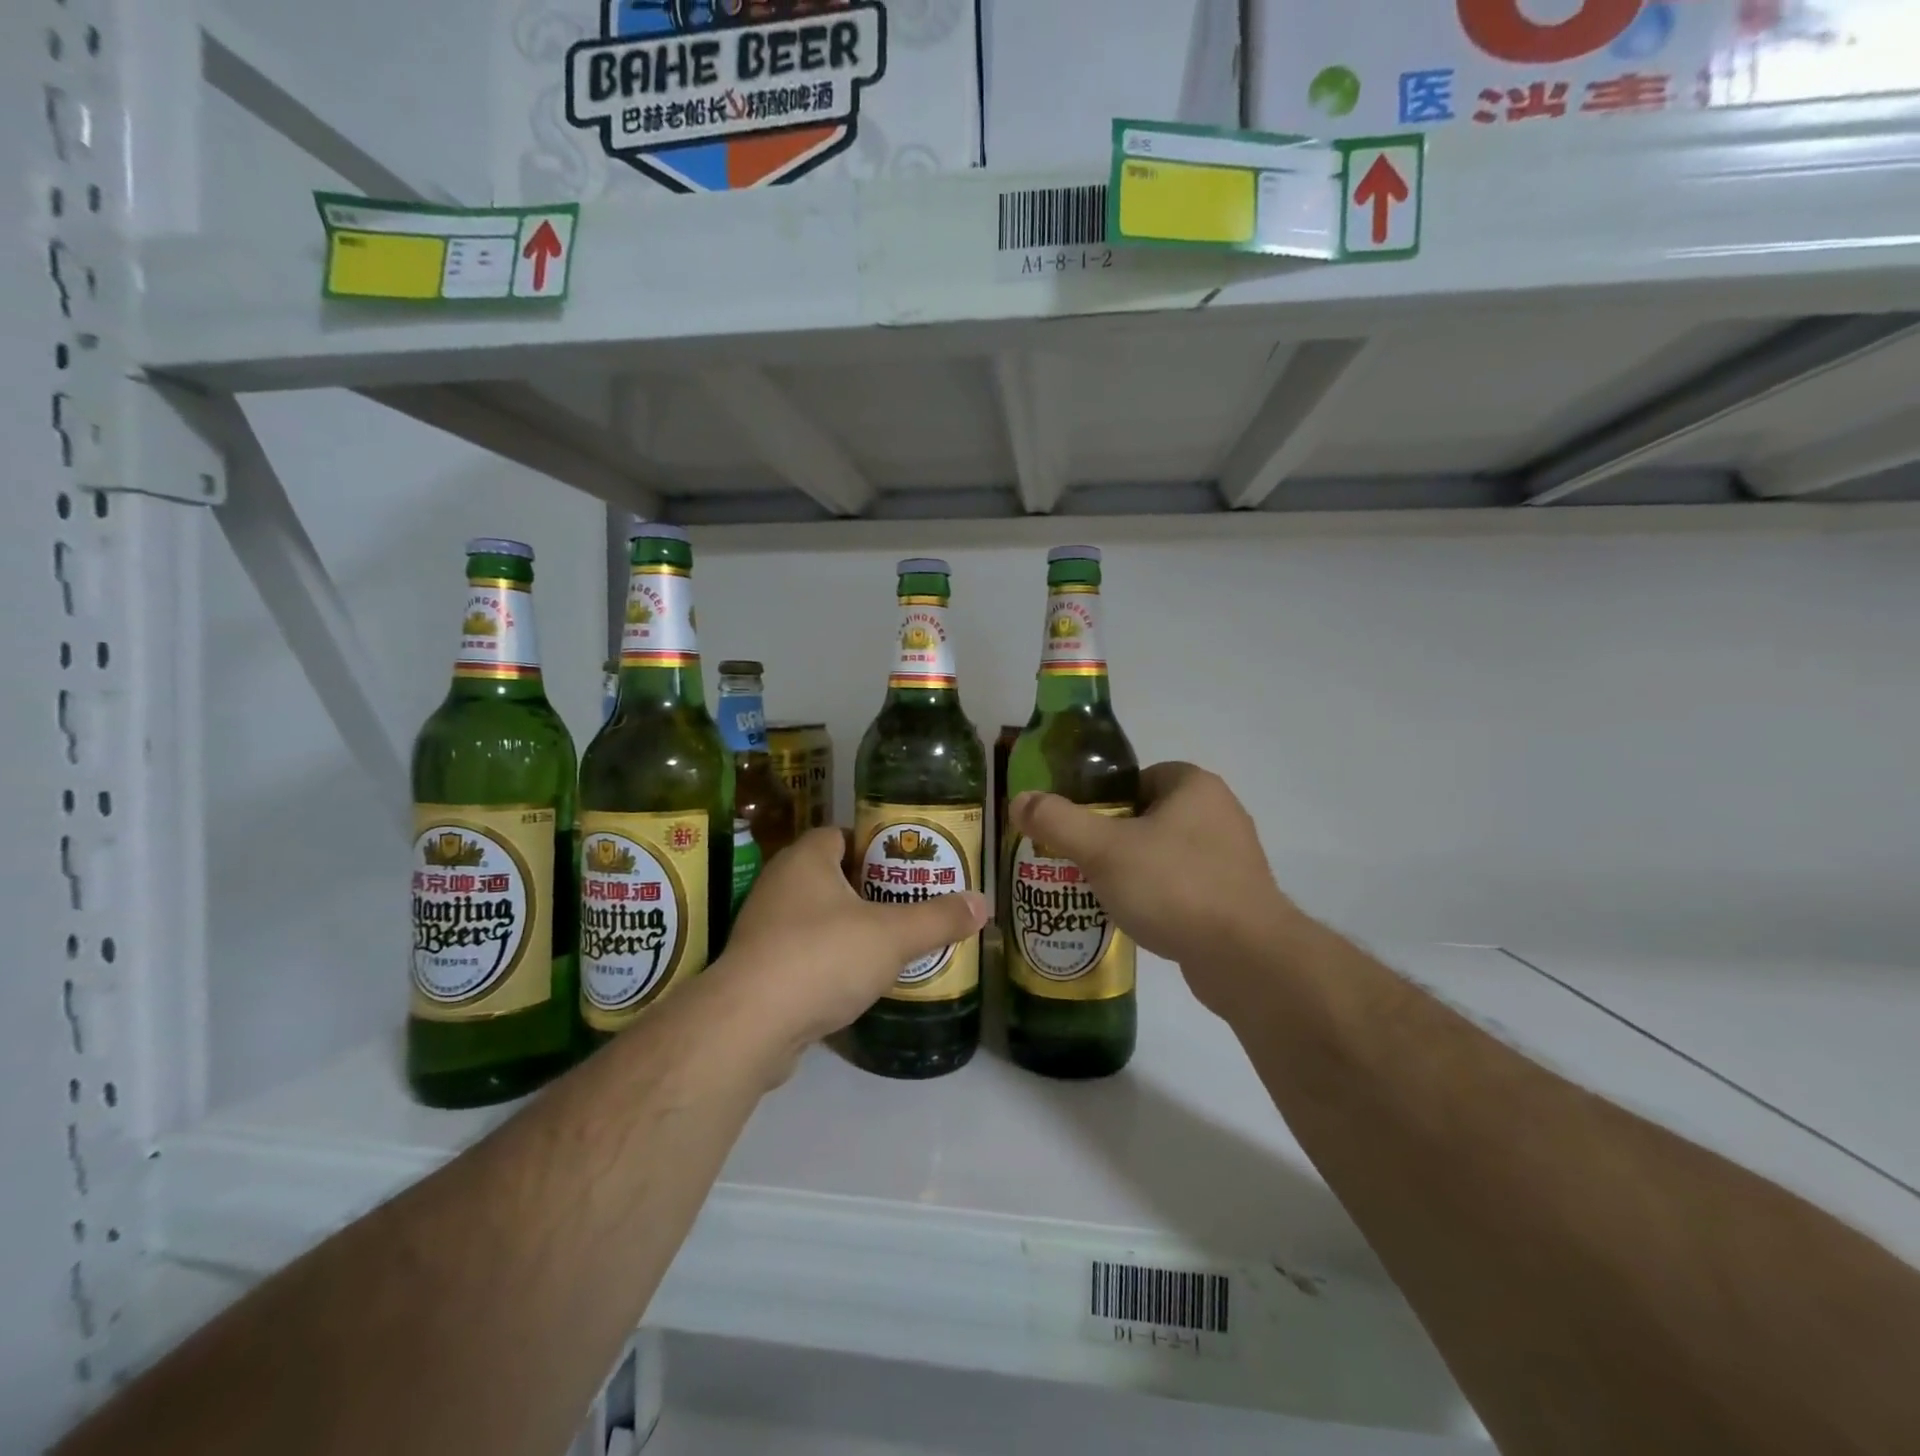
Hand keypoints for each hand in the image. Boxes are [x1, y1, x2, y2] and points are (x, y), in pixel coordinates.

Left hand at [704, 827, 988, 1079]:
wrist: (749, 1026)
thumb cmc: (823, 957)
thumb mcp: (893, 935)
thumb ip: (938, 918)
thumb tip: (983, 903)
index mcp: (805, 860)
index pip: (840, 834)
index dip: (873, 844)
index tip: (905, 864)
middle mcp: (779, 885)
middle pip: (831, 875)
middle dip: (869, 888)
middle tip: (908, 902)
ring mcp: (763, 929)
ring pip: (816, 916)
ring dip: (848, 926)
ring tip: (891, 941)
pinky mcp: (758, 969)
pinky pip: (802, 952)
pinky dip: (829, 959)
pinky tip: (857, 979)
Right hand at [1009, 764, 1299, 1015]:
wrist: (1245, 958)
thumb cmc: (1174, 886)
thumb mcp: (1102, 849)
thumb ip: (1057, 820)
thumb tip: (1019, 800)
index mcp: (1195, 787)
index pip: (1138, 778)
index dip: (1104, 799)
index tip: (1080, 828)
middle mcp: (1221, 814)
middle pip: (1149, 816)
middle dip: (1114, 838)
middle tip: (1081, 861)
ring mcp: (1233, 859)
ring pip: (1166, 854)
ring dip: (1136, 870)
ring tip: (1101, 893)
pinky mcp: (1237, 899)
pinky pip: (1185, 887)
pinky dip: (1160, 898)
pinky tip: (1138, 919)